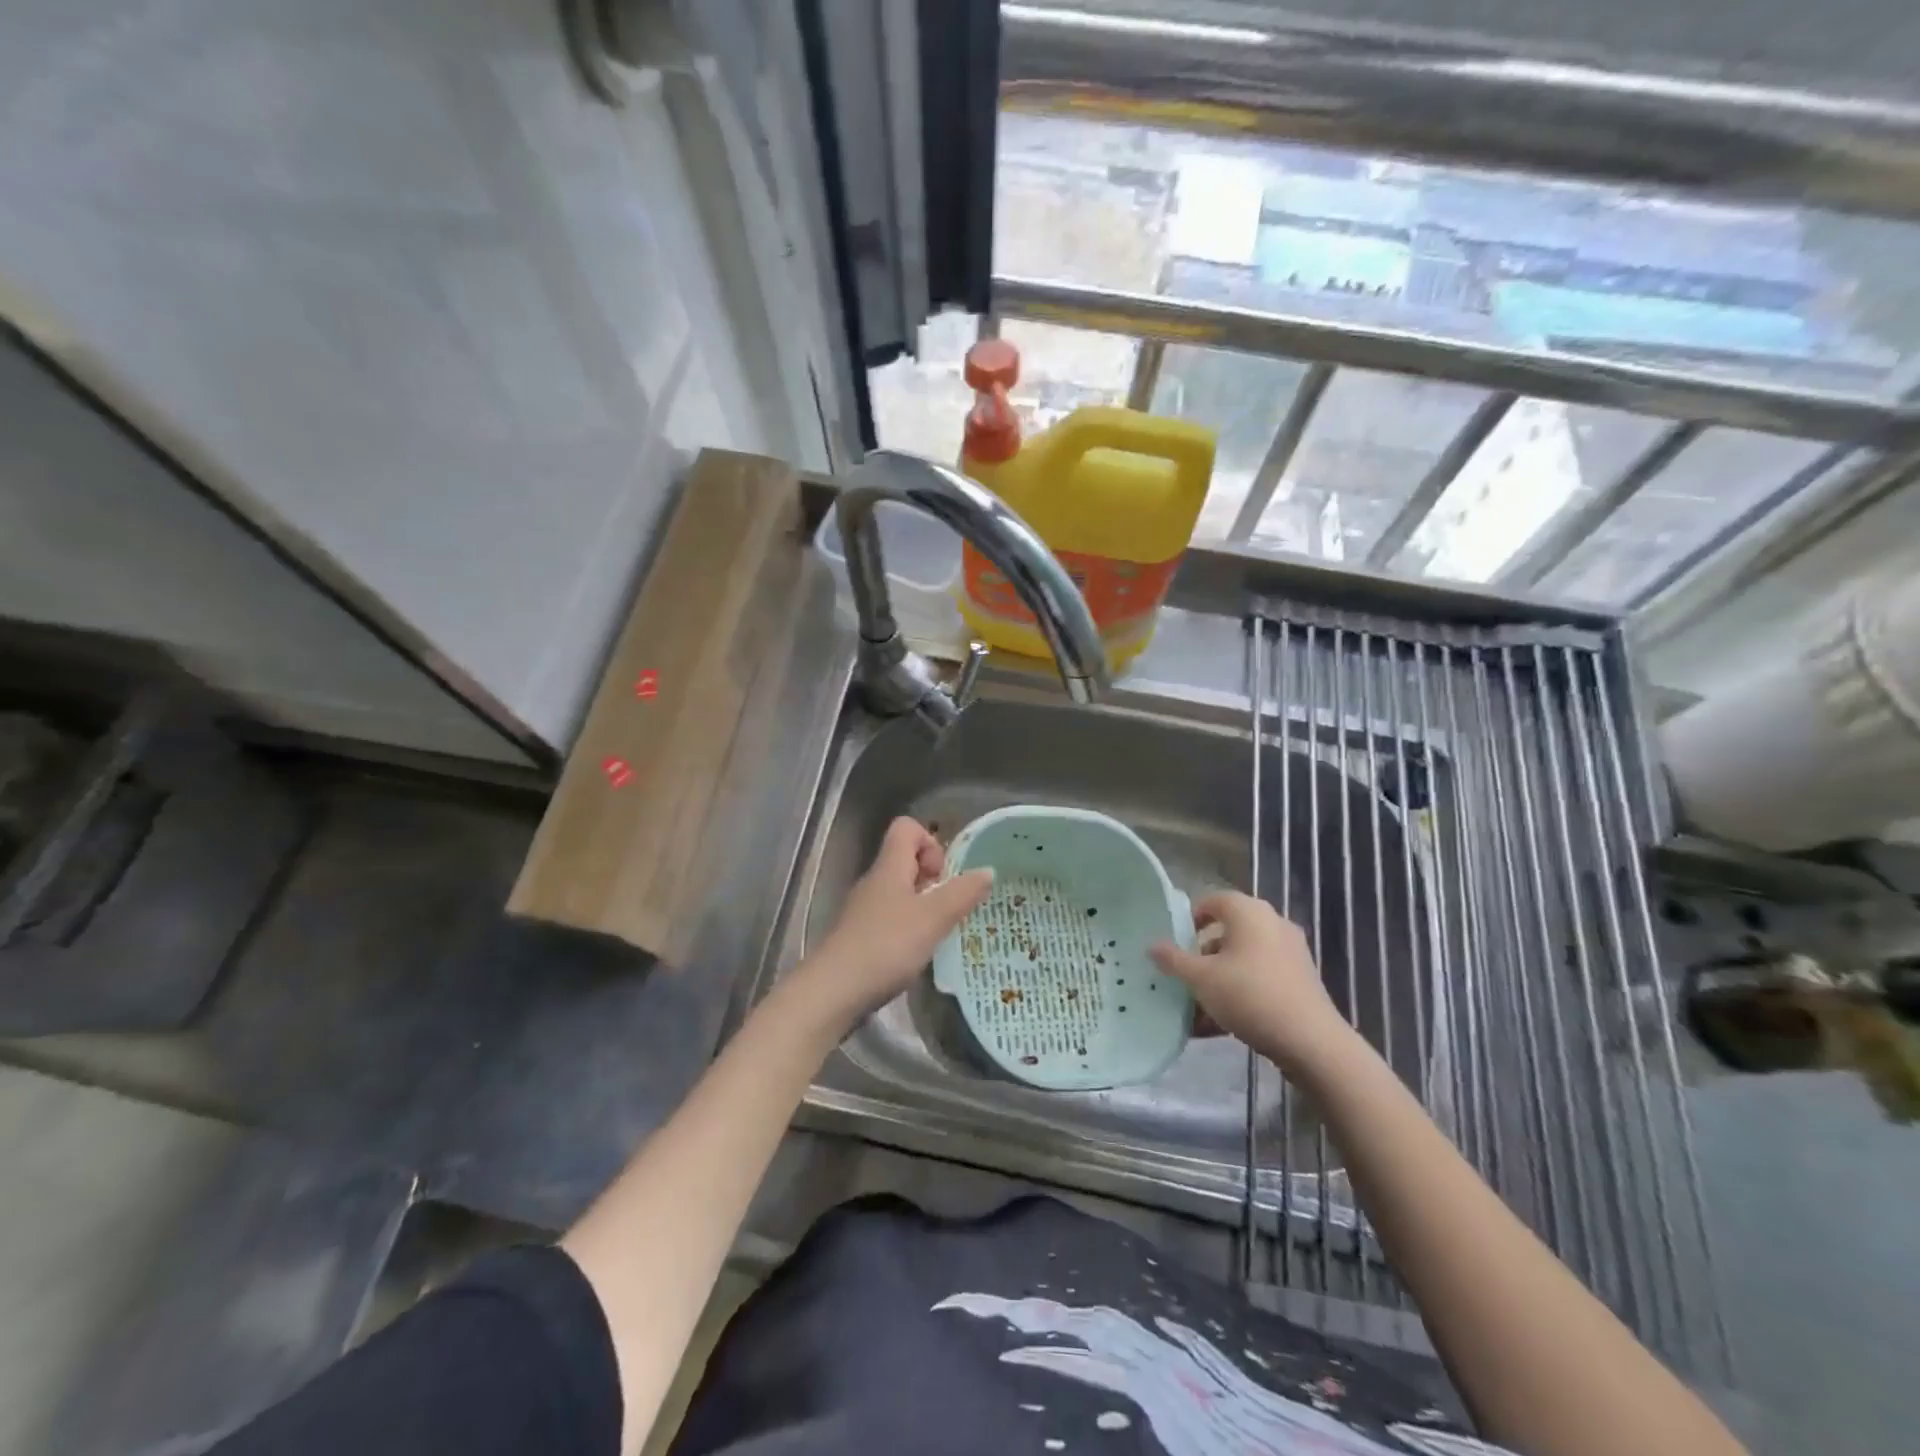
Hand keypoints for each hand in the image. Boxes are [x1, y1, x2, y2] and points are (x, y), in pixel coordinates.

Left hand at [791, 817, 992, 1032]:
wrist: (832, 992)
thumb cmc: (886, 946)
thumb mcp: (933, 918)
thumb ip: (962, 893)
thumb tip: (987, 870)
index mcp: (889, 867)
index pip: (906, 828)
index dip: (931, 842)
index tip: (944, 875)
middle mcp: (874, 881)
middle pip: (905, 860)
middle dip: (933, 878)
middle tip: (948, 907)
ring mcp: (863, 909)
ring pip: (899, 891)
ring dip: (923, 905)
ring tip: (938, 932)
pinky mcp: (859, 936)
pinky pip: (890, 918)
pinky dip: (908, 928)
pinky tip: (917, 953)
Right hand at [1150, 892, 1349, 1070]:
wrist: (1311, 1041)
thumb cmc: (1249, 995)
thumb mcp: (1201, 979)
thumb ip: (1174, 960)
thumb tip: (1153, 945)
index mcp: (1248, 911)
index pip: (1212, 900)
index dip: (1190, 919)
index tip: (1175, 944)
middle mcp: (1272, 922)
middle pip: (1228, 931)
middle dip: (1203, 954)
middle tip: (1185, 975)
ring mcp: (1291, 951)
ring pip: (1243, 958)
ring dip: (1220, 977)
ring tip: (1200, 1007)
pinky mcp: (1301, 979)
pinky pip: (1261, 977)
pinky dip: (1241, 991)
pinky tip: (1223, 1023)